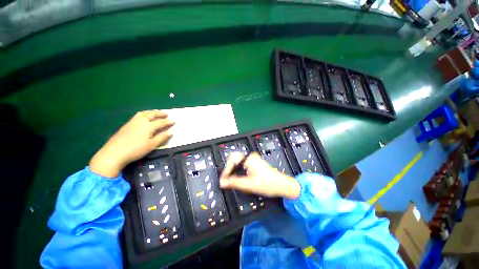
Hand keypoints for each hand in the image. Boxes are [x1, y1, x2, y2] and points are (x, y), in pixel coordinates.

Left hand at [89, 110, 173, 177]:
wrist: (114, 153)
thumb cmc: (136, 150)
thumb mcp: (151, 145)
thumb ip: (161, 138)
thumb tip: (170, 132)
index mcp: (148, 126)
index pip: (161, 122)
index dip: (168, 122)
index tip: (174, 121)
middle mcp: (141, 122)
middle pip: (151, 114)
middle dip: (160, 114)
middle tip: (166, 114)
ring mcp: (132, 122)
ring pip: (143, 114)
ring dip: (151, 112)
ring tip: (155, 113)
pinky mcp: (126, 125)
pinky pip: (137, 116)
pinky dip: (144, 114)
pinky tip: (143, 118)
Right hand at [219, 152, 300, 198]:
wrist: (282, 185)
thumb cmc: (267, 184)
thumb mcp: (249, 185)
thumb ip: (234, 183)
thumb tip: (222, 183)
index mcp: (249, 159)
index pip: (232, 159)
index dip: (226, 170)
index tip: (224, 181)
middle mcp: (250, 156)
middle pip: (234, 159)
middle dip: (229, 169)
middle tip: (227, 180)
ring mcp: (253, 159)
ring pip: (238, 161)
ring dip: (233, 170)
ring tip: (232, 180)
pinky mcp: (255, 163)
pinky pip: (242, 164)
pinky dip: (238, 170)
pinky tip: (239, 178)